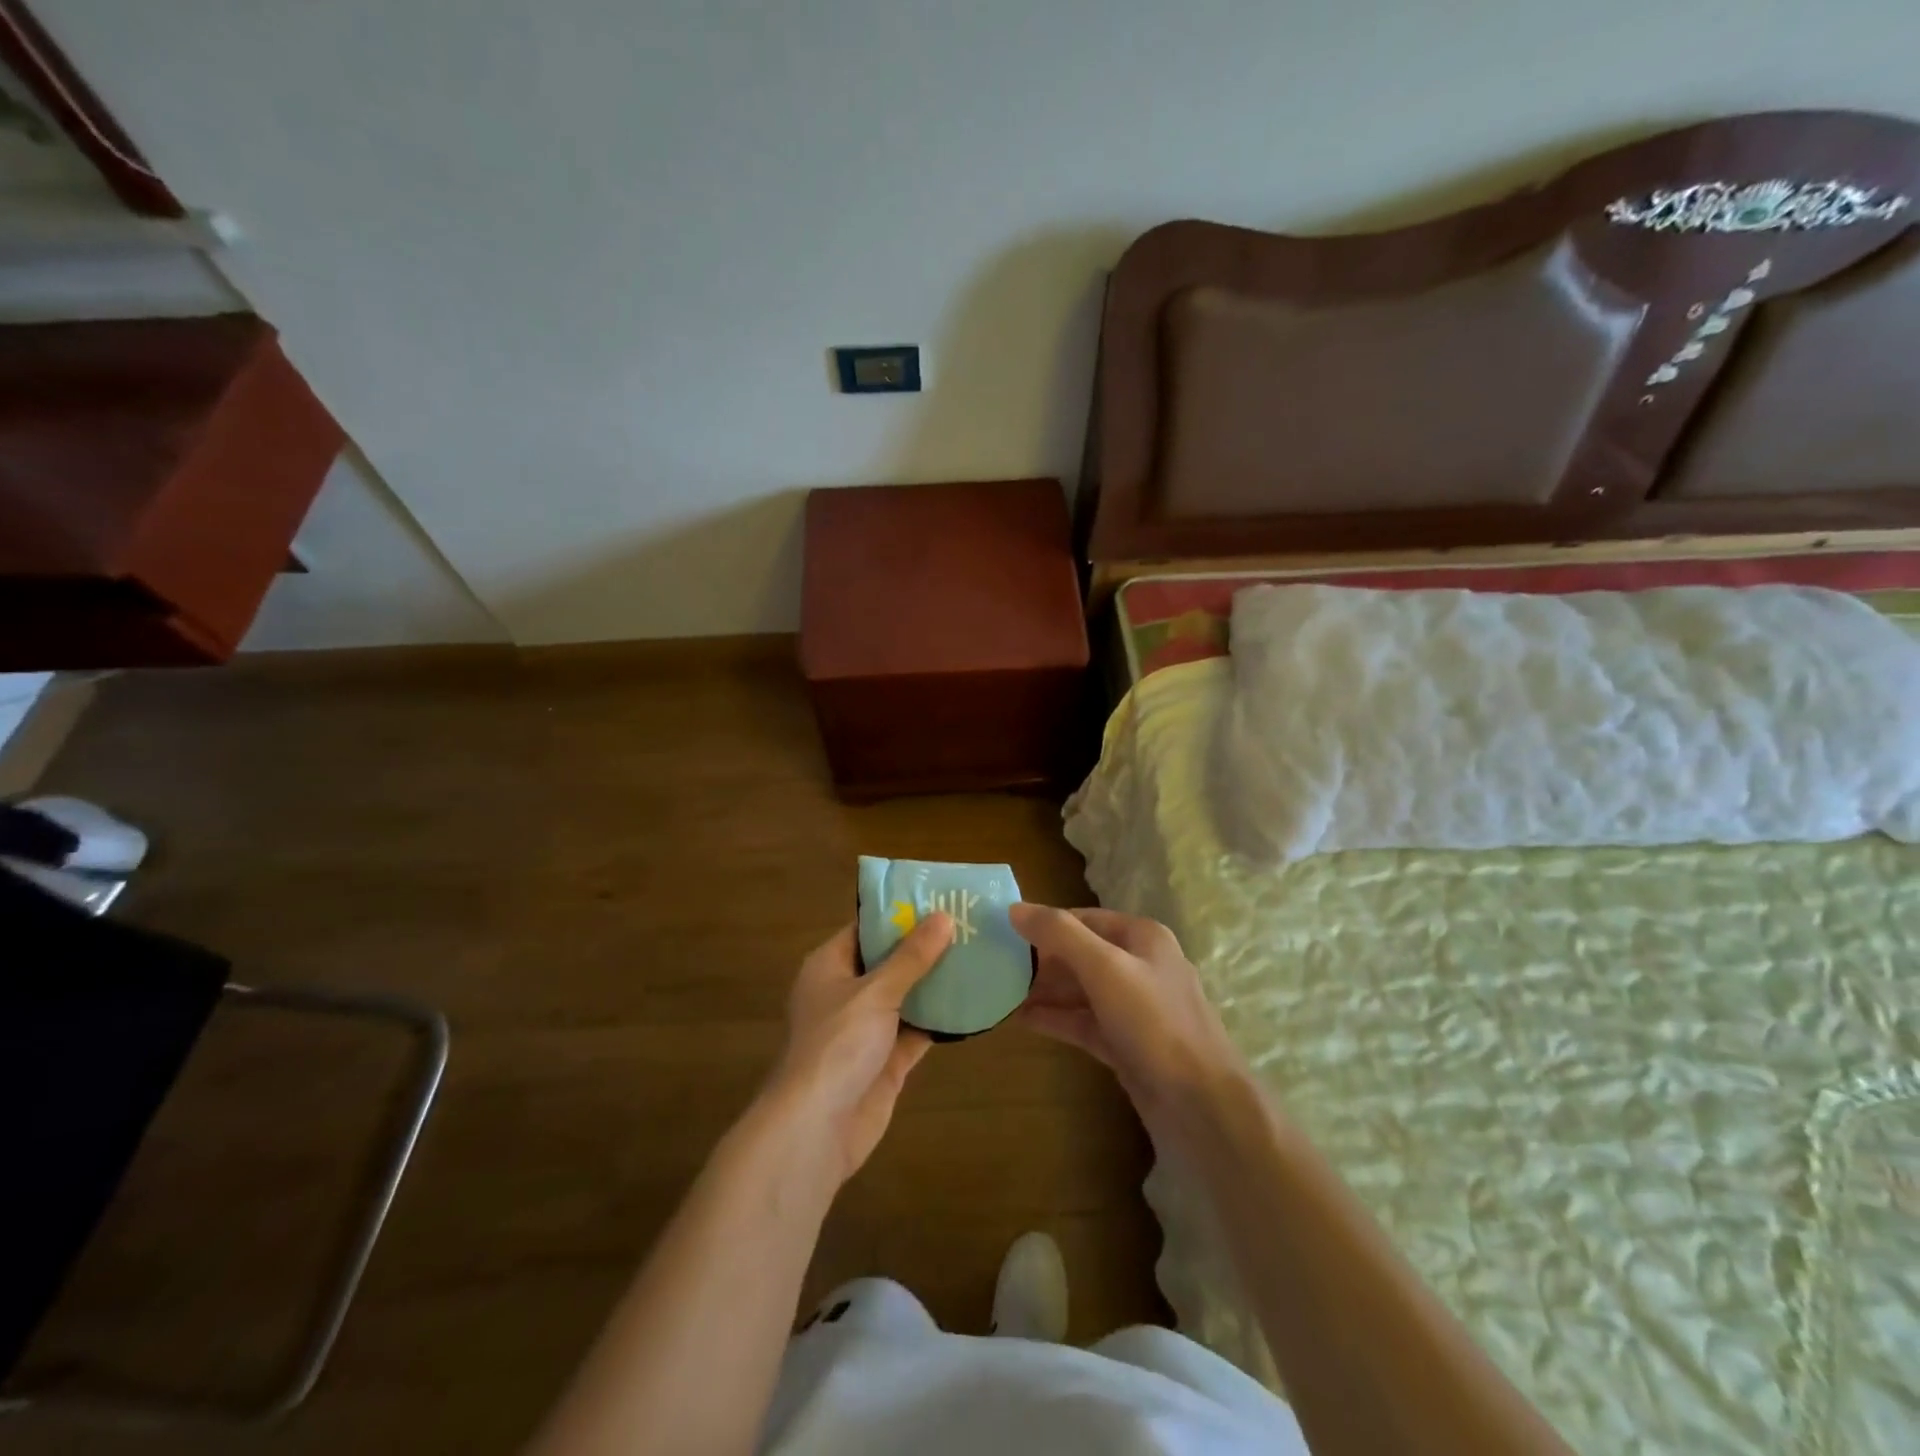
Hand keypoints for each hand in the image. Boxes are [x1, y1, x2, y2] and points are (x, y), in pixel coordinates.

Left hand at [768, 914, 952, 1185]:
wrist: (816, 1129)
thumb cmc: (837, 1045)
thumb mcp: (875, 992)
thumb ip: (911, 957)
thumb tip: (944, 917)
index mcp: (830, 966)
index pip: (866, 928)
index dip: (899, 913)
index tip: (938, 898)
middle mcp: (846, 993)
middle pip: (889, 961)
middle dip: (925, 947)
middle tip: (969, 924)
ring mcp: (866, 1029)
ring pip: (906, 996)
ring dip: (936, 982)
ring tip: (978, 956)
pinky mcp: (886, 1060)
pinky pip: (917, 1030)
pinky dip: (941, 1020)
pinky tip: (974, 1003)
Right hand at [1010, 903, 1246, 1142]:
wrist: (1202, 1106)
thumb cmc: (1154, 1023)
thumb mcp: (1105, 968)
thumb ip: (1059, 934)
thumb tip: (1014, 908)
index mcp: (1142, 938)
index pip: (1084, 918)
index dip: (1045, 923)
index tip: (1004, 931)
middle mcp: (1140, 966)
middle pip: (1081, 953)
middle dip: (1041, 959)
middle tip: (996, 965)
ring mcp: (1134, 1008)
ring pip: (1081, 990)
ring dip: (1044, 990)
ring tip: (999, 992)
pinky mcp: (1126, 1044)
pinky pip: (1083, 1022)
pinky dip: (1055, 1019)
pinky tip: (1021, 1020)